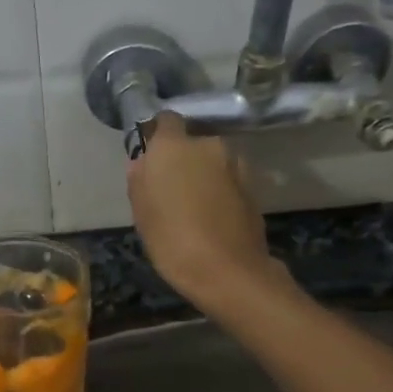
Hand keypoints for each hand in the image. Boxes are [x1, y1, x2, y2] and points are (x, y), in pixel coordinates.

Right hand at [125, 113, 280, 312]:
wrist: (229, 271)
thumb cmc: (173, 240)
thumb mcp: (142, 213)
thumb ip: (139, 180)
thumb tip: (142, 162)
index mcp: (174, 146)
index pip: (165, 120)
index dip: (158, 136)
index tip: (151, 158)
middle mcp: (208, 144)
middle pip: (191, 143)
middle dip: (183, 159)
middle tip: (171, 189)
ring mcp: (235, 164)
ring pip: (212, 162)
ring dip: (204, 175)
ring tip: (194, 208)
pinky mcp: (253, 186)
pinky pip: (228, 180)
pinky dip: (221, 191)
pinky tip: (213, 218)